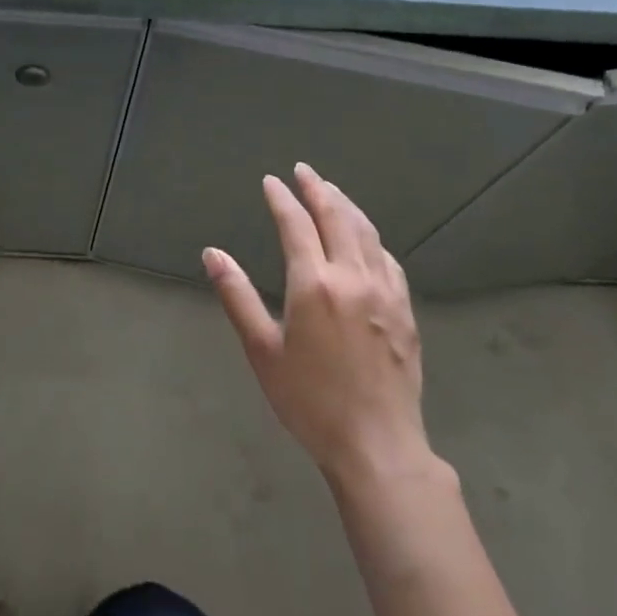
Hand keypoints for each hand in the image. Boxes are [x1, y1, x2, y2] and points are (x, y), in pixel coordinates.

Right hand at [203, 163, 431, 490]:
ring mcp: (384, 291)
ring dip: (347, 205)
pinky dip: (371, 237)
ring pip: (366, 232)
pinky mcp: (404, 309)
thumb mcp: (262, 350)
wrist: (377, 444)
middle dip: (318, 189)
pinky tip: (366, 238)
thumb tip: (212, 253)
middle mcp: (352, 276)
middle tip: (304, 171)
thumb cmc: (310, 401)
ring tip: (331, 190)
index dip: (282, 199)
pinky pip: (388, 258)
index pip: (296, 224)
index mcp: (314, 284)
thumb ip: (237, 296)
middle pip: (336, 216)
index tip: (271, 182)